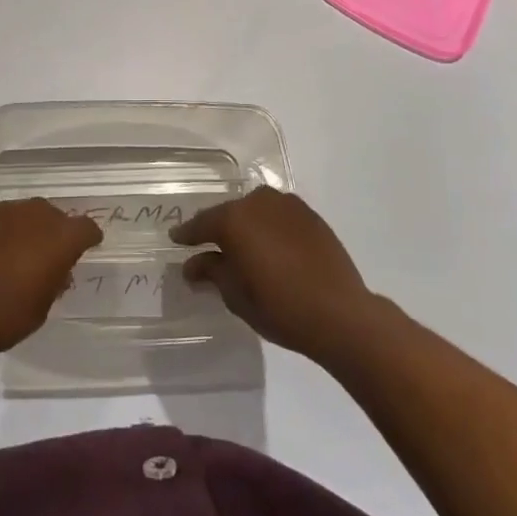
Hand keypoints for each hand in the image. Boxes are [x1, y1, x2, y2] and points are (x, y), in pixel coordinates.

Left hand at [0, 199, 102, 358]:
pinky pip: (1, 221)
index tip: (87, 249)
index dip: (88, 239)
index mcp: (60, 238)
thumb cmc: (4, 316)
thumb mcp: (41, 309)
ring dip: (29, 229)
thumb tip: (56, 272)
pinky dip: (3, 233)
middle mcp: (36, 215)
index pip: (86, 228)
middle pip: (55, 215)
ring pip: (26, 214)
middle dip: (56, 232)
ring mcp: (4, 212)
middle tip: (50, 256)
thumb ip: (53, 284)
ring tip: (20, 253)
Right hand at [171, 187, 378, 360]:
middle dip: (219, 229)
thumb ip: (211, 272)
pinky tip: (272, 248)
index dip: (187, 234)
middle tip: (210, 248)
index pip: (202, 223)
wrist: (340, 313)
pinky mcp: (310, 215)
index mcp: (234, 219)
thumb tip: (193, 264)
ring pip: (256, 211)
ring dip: (247, 226)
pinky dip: (270, 227)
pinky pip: (279, 216)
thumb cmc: (279, 307)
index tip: (176, 239)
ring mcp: (287, 205)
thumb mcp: (235, 295)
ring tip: (244, 247)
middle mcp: (258, 202)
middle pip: (230, 213)